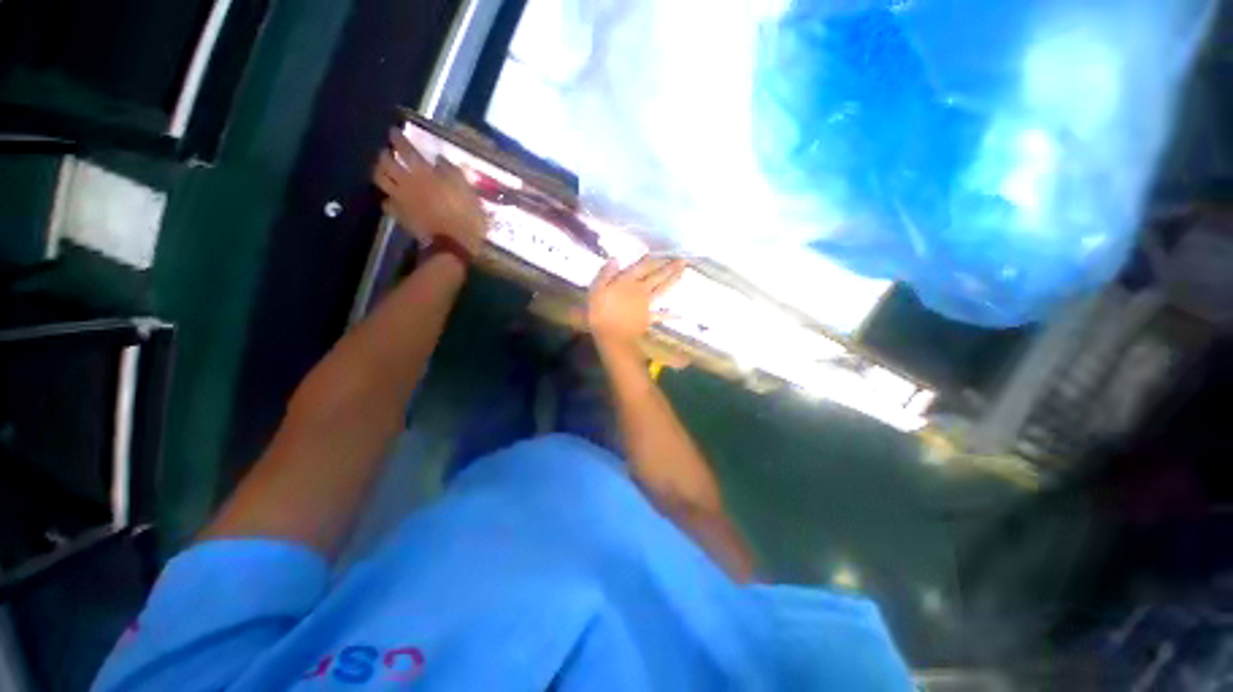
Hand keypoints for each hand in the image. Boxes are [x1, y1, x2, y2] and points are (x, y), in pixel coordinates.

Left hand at [373, 128, 487, 254]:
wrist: (454, 244)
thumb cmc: (466, 216)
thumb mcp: (468, 191)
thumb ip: (453, 173)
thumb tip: (439, 160)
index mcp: (424, 173)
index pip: (405, 149)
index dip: (398, 138)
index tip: (394, 131)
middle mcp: (407, 182)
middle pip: (386, 162)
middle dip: (385, 154)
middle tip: (388, 152)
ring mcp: (401, 199)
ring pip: (380, 180)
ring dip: (380, 172)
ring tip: (385, 171)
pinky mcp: (400, 215)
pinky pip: (387, 203)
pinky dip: (388, 198)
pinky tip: (393, 198)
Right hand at [588, 257, 686, 352]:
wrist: (612, 337)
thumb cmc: (600, 313)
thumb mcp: (596, 290)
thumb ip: (606, 274)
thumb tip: (615, 259)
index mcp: (627, 282)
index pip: (642, 266)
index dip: (652, 259)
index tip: (663, 251)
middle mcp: (640, 290)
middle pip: (657, 276)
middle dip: (670, 267)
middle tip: (683, 260)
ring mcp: (646, 304)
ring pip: (662, 290)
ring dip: (673, 281)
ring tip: (683, 273)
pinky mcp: (648, 318)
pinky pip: (661, 315)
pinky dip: (670, 315)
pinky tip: (680, 313)